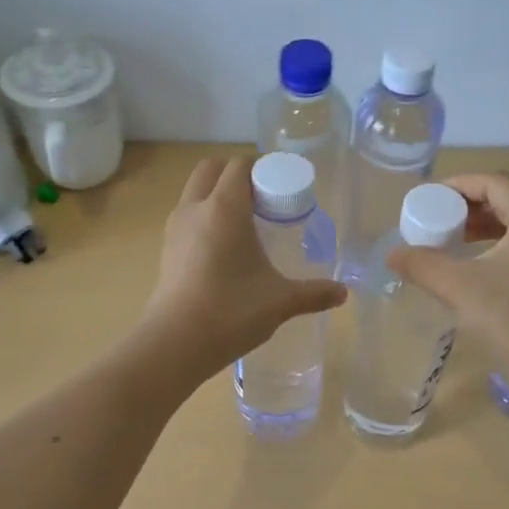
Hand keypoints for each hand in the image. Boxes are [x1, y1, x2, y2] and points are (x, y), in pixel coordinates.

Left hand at [142, 155, 346, 378]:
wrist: (175, 342)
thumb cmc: (231, 311)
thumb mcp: (280, 301)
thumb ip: (313, 293)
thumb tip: (342, 293)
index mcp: (224, 208)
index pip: (240, 166)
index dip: (262, 169)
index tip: (282, 188)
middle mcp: (195, 208)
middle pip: (212, 169)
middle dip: (236, 175)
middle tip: (263, 200)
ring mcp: (175, 228)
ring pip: (195, 192)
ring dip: (217, 195)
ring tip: (246, 225)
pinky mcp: (166, 249)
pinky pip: (187, 217)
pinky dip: (204, 218)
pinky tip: (225, 249)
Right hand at [386, 171, 508, 391]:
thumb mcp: (457, 288)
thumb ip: (421, 264)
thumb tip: (393, 254)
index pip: (496, 183)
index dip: (461, 184)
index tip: (432, 198)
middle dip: (475, 209)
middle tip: (443, 223)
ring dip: (493, 230)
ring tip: (462, 245)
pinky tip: (492, 273)